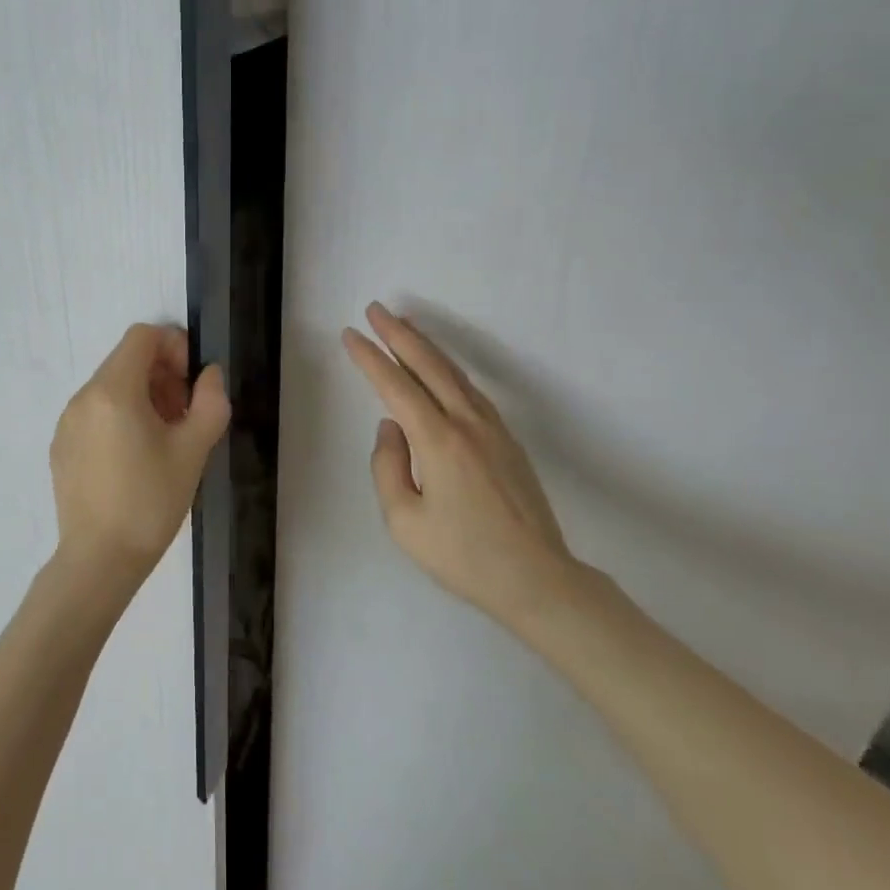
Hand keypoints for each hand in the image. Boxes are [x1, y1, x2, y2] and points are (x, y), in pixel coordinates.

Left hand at [50, 323, 230, 587]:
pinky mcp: (61, 446)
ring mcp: (66, 422)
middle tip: (185, 413)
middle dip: (161, 374)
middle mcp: (83, 397)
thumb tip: (208, 375)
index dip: (174, 346)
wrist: (99, 561)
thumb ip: (210, 401)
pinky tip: (134, 458)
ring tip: (163, 438)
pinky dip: (119, 416)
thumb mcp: (194, 450)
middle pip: (126, 360)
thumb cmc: (150, 502)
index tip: (191, 383)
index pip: (142, 336)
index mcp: (113, 390)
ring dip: (142, 396)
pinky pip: (94, 412)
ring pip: (110, 386)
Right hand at [343, 302, 576, 625]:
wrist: (538, 580)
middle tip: (376, 309)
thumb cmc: (464, 555)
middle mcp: (467, 423)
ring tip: (404, 327)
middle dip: (399, 335)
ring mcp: (492, 429)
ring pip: (454, 374)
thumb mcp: (405, 522)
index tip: (351, 334)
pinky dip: (448, 370)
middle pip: (429, 366)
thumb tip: (391, 427)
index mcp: (438, 441)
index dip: (370, 358)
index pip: (396, 386)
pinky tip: (440, 370)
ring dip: (426, 346)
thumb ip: (387, 467)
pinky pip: (470, 391)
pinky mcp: (507, 440)